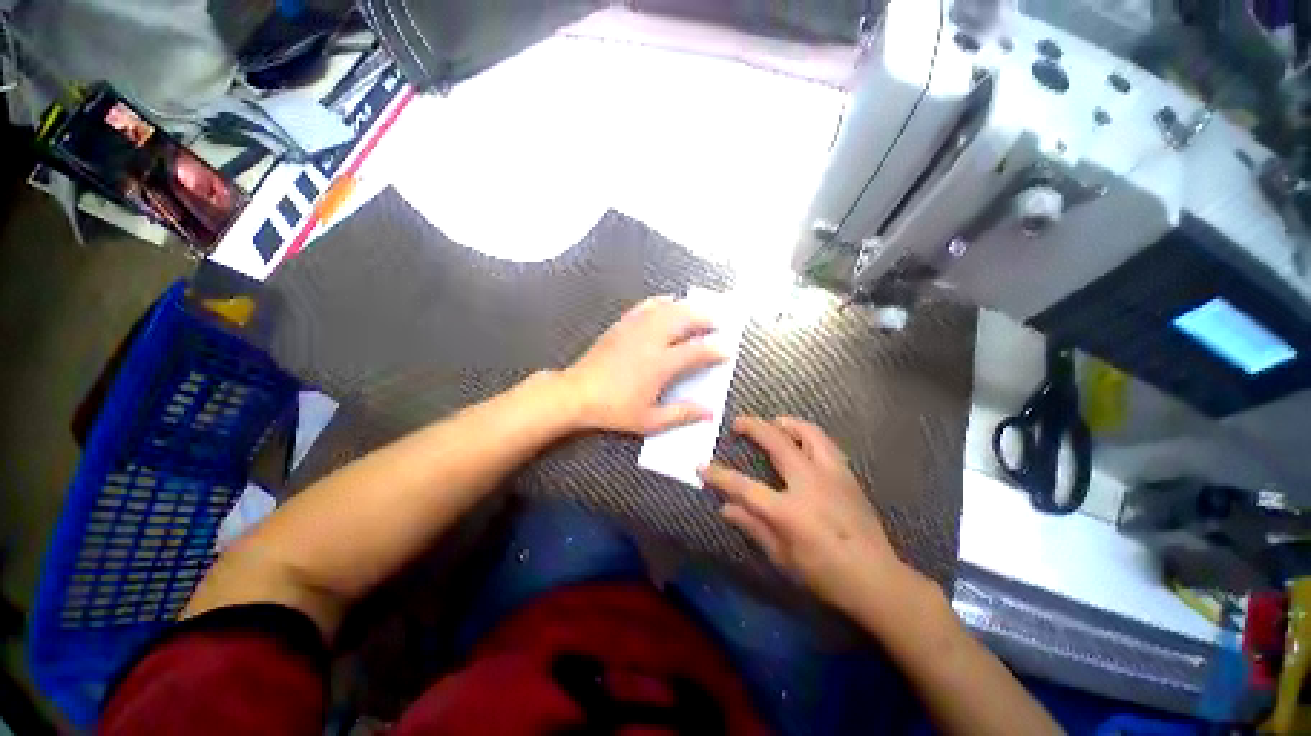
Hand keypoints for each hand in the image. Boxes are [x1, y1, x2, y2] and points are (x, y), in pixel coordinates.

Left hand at [561, 296, 725, 434]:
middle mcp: (652, 340)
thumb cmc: (614, 409)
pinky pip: (647, 305)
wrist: (577, 393)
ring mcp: (636, 328)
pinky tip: (669, 301)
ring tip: (700, 310)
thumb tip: (708, 413)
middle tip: (718, 323)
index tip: (727, 351)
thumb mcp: (650, 420)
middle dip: (706, 318)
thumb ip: (681, 414)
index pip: (697, 351)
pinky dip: (663, 301)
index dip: (716, 350)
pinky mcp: (623, 324)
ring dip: (688, 307)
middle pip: (686, 319)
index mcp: (661, 364)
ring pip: (668, 308)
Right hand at [699, 416, 918, 620]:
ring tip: (772, 423)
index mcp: (789, 511)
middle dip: (753, 427)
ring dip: (785, 423)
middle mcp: (809, 483)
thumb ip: (752, 527)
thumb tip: (724, 507)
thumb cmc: (825, 574)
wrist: (877, 579)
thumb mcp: (782, 557)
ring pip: (808, 432)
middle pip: (777, 442)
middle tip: (738, 422)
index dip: (719, 475)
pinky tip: (801, 441)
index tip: (702, 465)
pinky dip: (807, 434)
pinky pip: (825, 443)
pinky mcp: (847, 475)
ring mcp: (831, 475)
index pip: (744, 487)